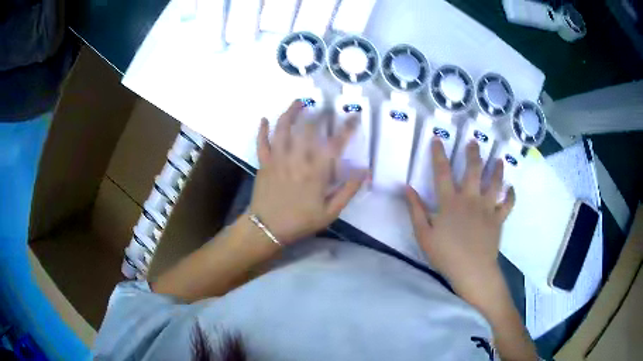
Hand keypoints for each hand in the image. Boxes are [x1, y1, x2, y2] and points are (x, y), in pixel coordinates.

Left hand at [249, 101, 367, 243]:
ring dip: (291, 112)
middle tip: (326, 108)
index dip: (347, 127)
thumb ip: (348, 190)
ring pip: (283, 129)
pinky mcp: (263, 162)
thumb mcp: (330, 212)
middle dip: (319, 114)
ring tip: (299, 101)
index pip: (335, 143)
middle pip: (308, 128)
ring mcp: (277, 159)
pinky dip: (262, 129)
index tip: (354, 116)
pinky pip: (261, 142)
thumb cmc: (300, 221)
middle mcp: (296, 159)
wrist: (267, 229)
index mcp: (315, 172)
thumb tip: (364, 170)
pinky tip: (264, 119)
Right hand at [405, 138, 514, 299]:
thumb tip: (408, 188)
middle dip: (473, 153)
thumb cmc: (446, 254)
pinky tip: (511, 189)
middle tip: (474, 141)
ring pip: (495, 183)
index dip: (438, 154)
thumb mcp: (423, 235)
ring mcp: (487, 208)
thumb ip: (416, 210)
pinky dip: (511, 196)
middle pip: (473, 170)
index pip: (442, 172)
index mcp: (450, 202)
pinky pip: (507, 204)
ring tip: (498, 159)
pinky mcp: (498, 219)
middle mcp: (470, 199)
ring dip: (497, 169)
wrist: (472, 270)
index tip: (437, 139)